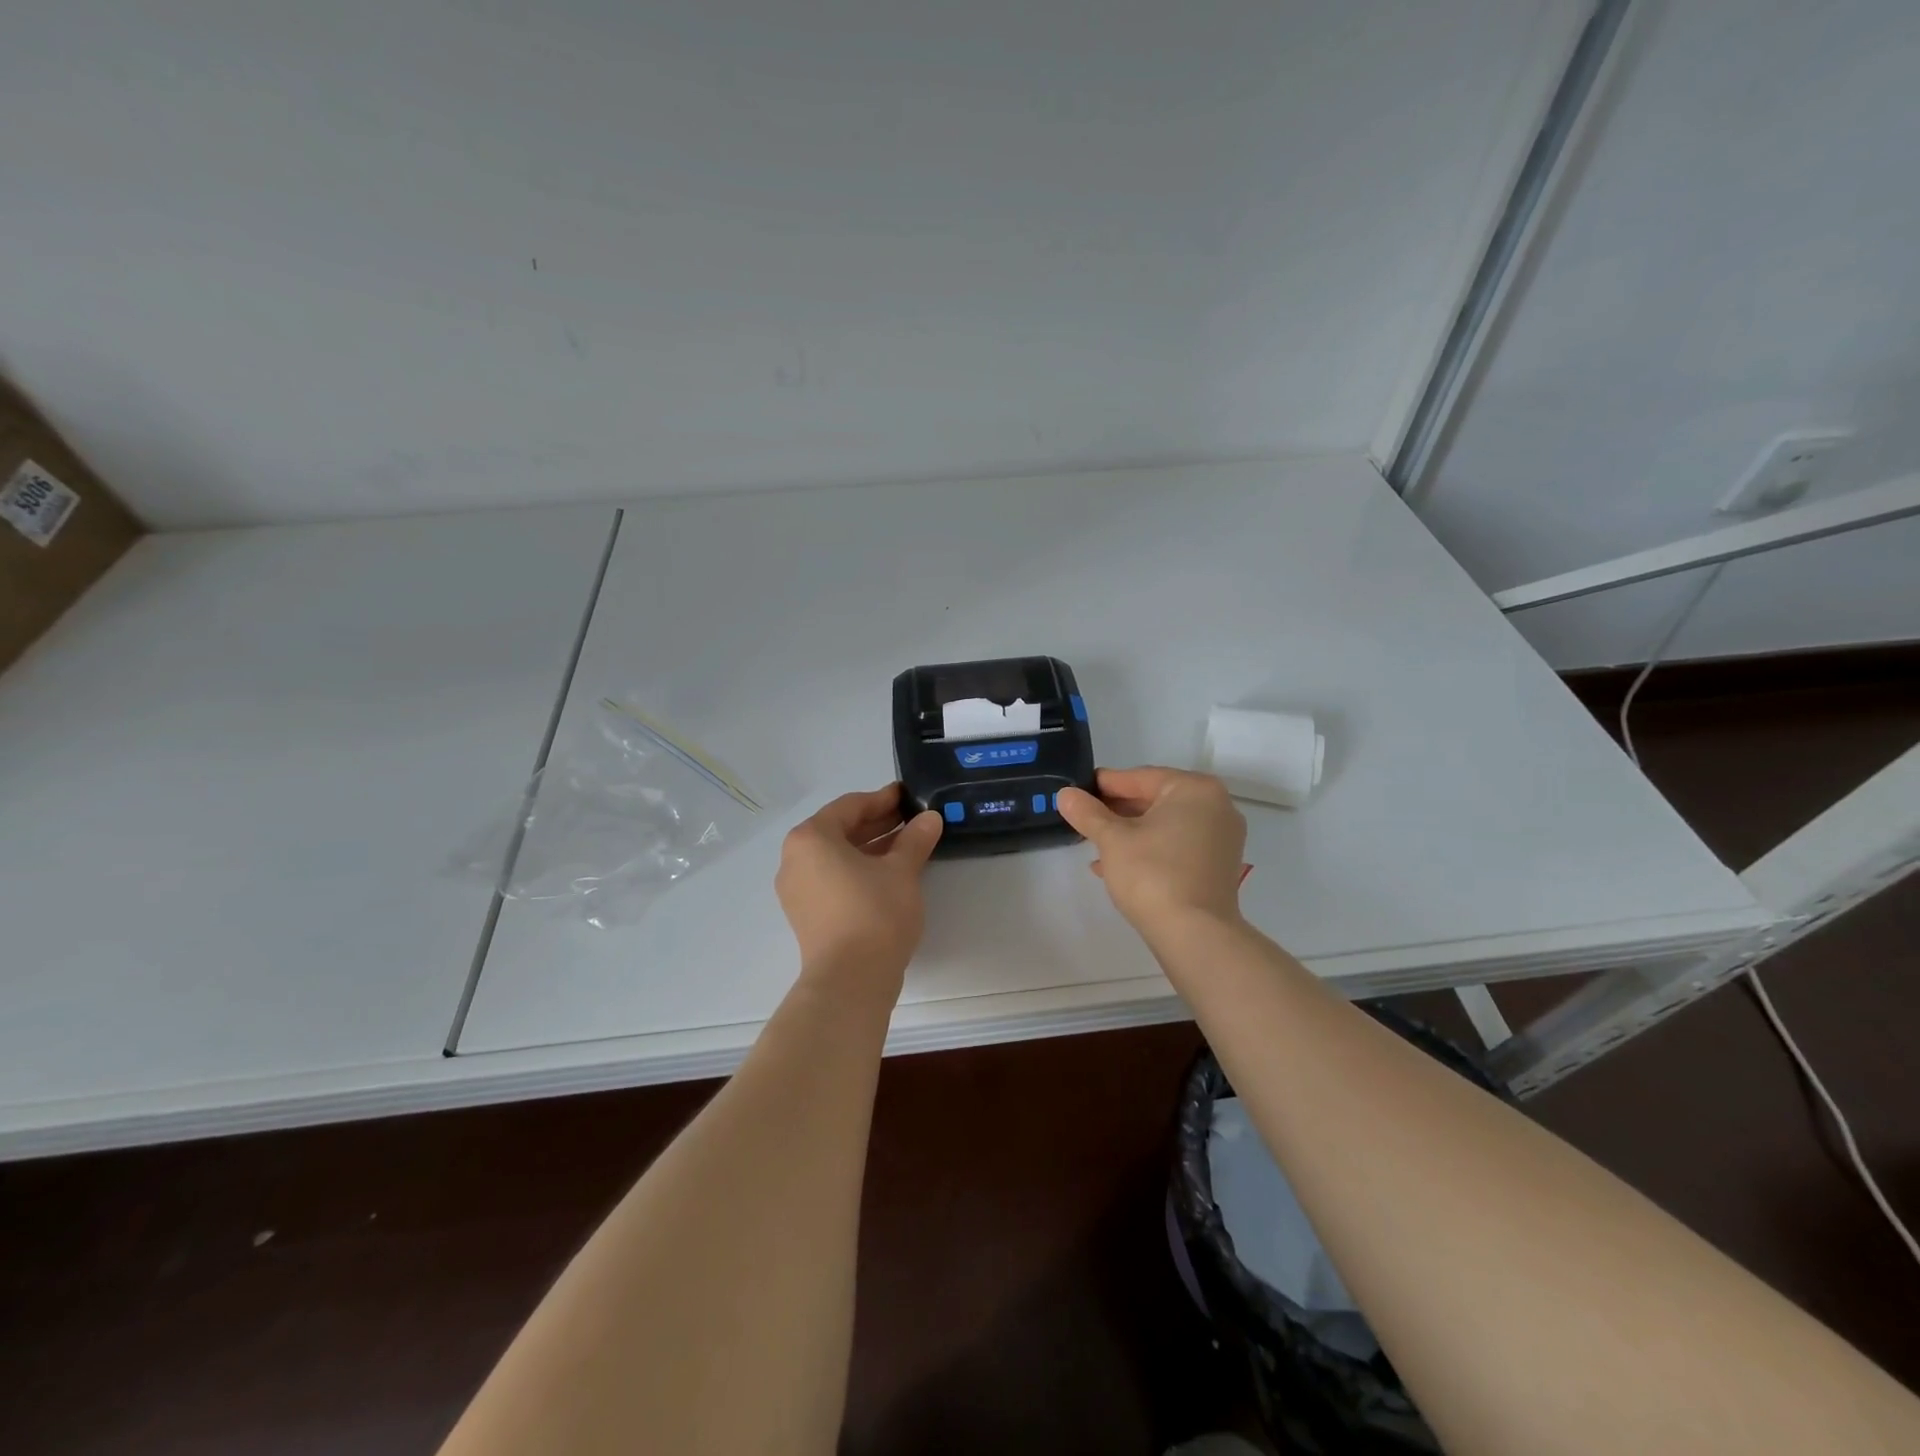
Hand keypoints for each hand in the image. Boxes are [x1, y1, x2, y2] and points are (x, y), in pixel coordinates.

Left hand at [775, 783, 942, 1001]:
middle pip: (841, 830)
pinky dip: (860, 871)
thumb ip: (915, 839)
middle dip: (878, 824)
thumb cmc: (874, 912)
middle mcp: (795, 859)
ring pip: (838, 857)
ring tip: (909, 846)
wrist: (851, 981)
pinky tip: (891, 874)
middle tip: (913, 819)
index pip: (850, 806)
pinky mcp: (807, 915)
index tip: (908, 795)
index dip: (883, 799)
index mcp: (811, 838)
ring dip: (872, 848)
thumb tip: (931, 818)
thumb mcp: (902, 870)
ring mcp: (798, 890)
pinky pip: (834, 879)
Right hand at [1056, 767, 1246, 934]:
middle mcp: (1216, 807)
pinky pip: (1177, 846)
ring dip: (1129, 833)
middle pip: (1155, 800)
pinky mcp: (1218, 867)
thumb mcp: (1112, 839)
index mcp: (1195, 789)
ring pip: (1165, 826)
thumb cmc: (1153, 873)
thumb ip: (1087, 812)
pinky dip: (1149, 851)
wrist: (1195, 934)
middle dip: (1117, 812)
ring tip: (1094, 844)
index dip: (1104, 785)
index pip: (1139, 777)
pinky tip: (1115, 866)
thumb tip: (1065, 794)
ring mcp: (1221, 838)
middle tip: (1083, 818)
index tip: (1077, 790)